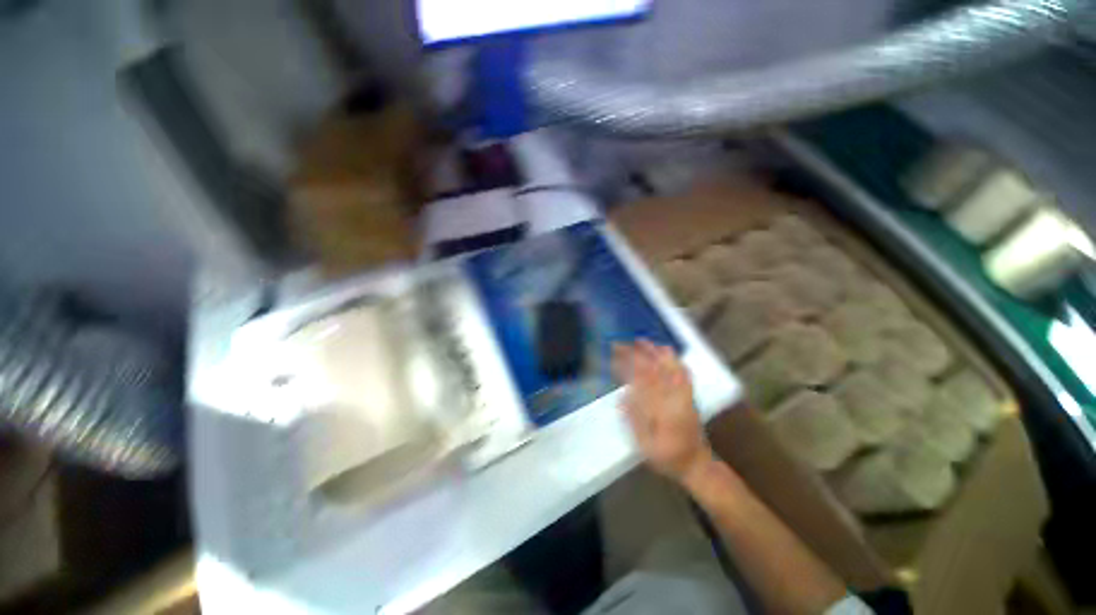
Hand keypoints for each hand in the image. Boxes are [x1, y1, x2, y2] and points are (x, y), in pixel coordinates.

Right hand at [612, 340, 712, 482]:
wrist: (697, 464)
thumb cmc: (668, 458)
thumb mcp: (646, 446)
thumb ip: (635, 421)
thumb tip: (622, 396)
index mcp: (662, 410)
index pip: (641, 381)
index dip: (627, 366)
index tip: (614, 356)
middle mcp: (674, 398)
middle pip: (654, 370)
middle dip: (636, 354)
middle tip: (620, 344)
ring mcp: (684, 395)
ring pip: (669, 367)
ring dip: (654, 352)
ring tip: (640, 340)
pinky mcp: (689, 395)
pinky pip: (683, 373)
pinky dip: (674, 360)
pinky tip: (666, 350)